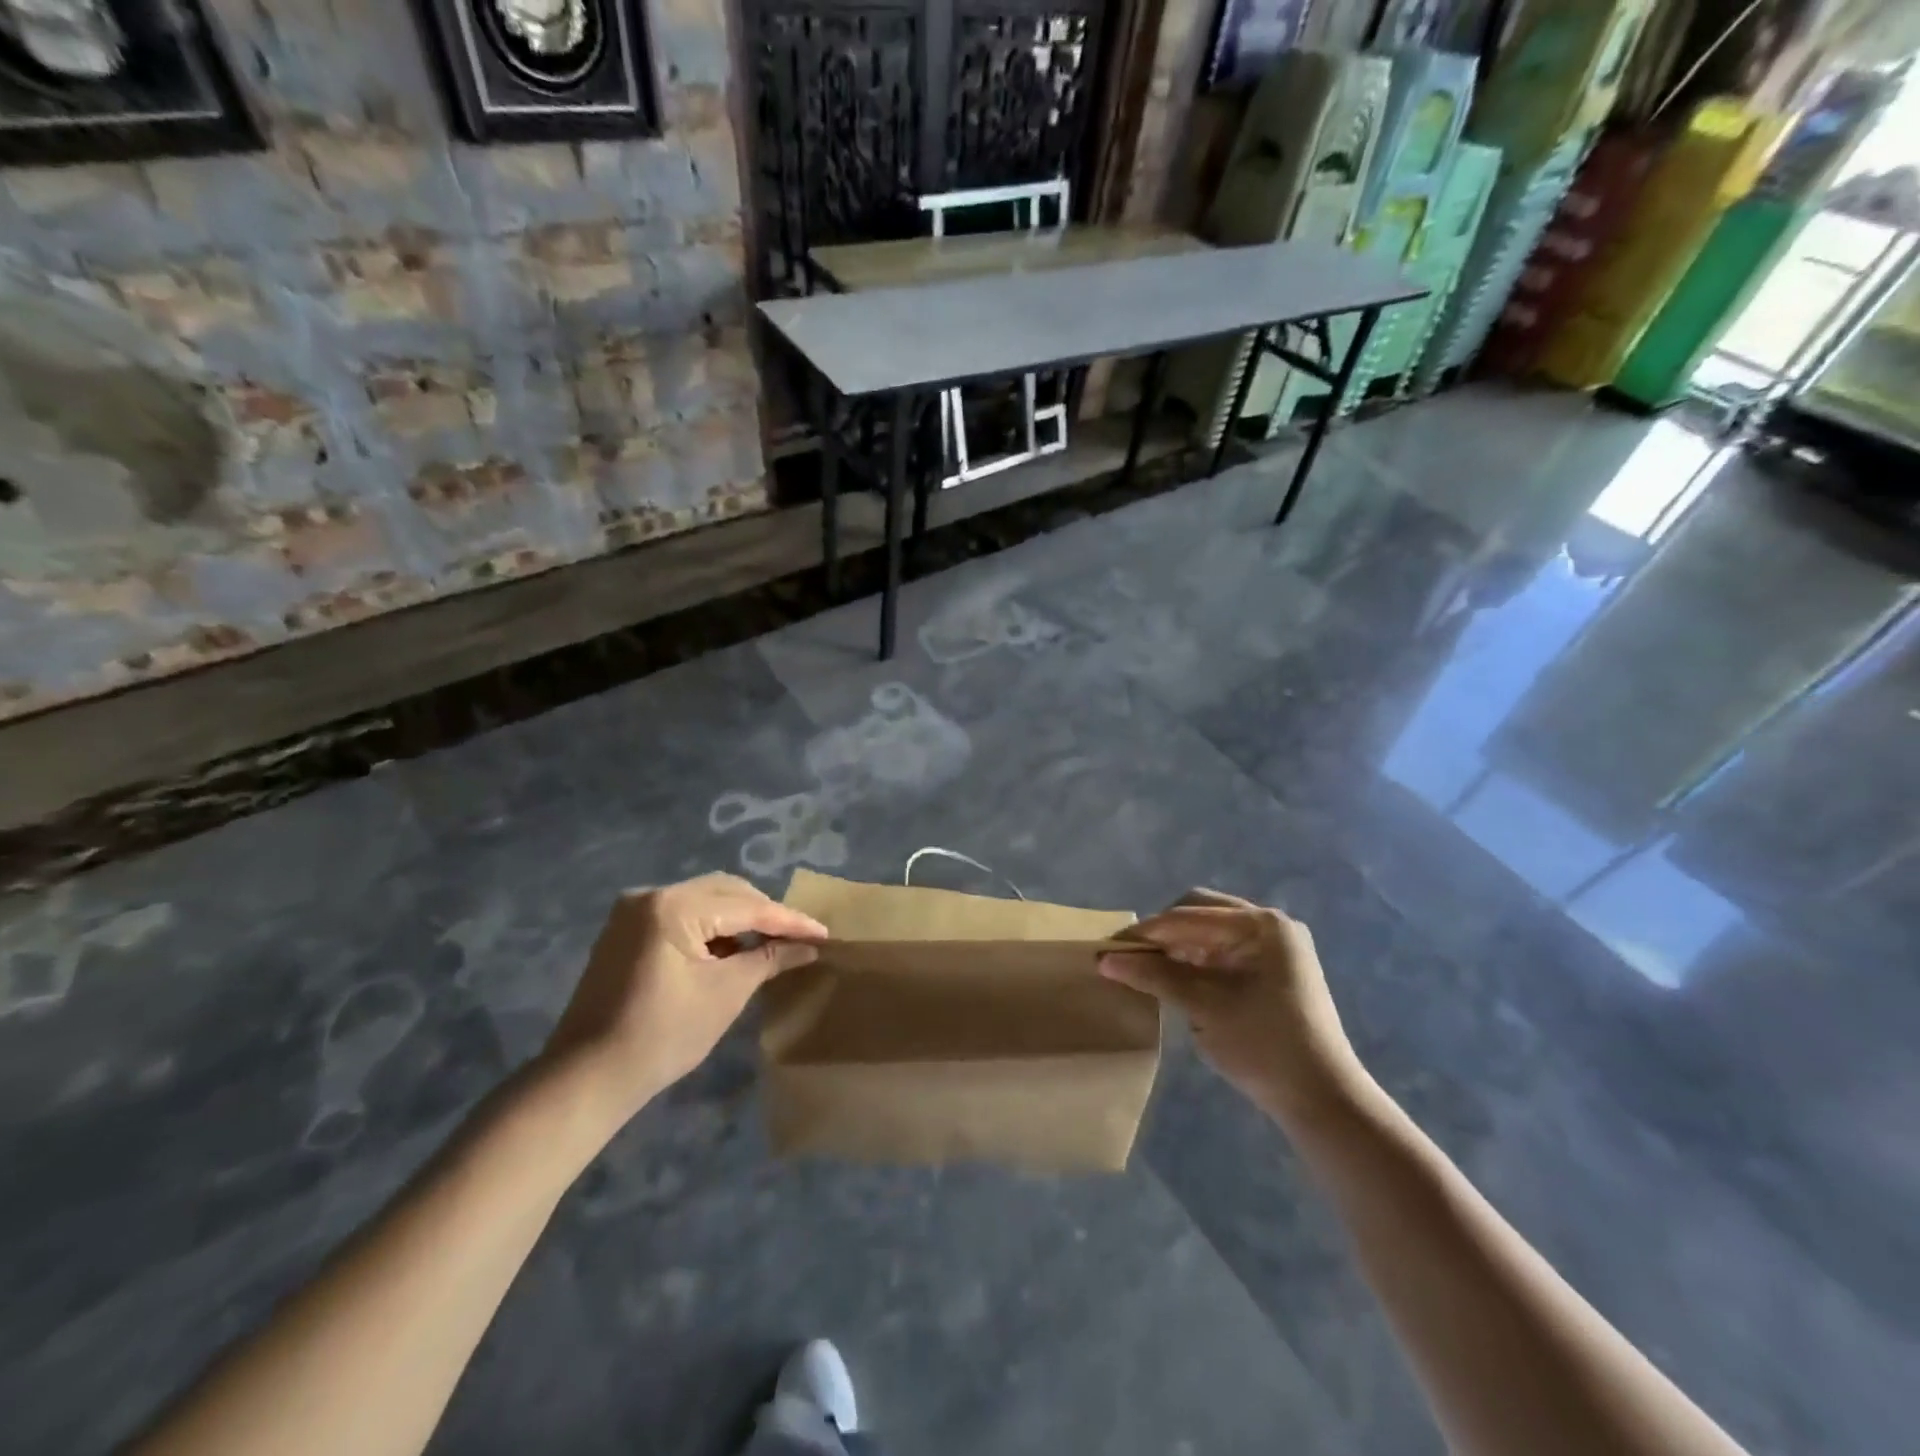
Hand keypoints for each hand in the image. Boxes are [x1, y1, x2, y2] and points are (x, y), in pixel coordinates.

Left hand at [541, 873, 827, 1125]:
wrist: (586, 1078)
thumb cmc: (662, 1036)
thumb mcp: (726, 994)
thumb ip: (769, 960)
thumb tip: (810, 947)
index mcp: (673, 906)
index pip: (746, 906)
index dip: (788, 920)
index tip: (823, 932)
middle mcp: (651, 895)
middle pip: (725, 892)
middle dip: (764, 913)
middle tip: (799, 937)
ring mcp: (633, 911)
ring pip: (704, 900)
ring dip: (738, 919)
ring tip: (770, 944)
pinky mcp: (625, 930)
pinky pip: (681, 915)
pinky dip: (711, 928)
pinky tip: (730, 950)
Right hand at [1100, 889, 1368, 1125]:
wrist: (1323, 1100)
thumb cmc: (1263, 1046)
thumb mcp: (1203, 1007)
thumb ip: (1154, 976)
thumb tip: (1104, 960)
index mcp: (1261, 925)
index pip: (1188, 916)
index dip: (1145, 932)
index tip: (1108, 949)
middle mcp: (1270, 925)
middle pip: (1200, 913)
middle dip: (1163, 933)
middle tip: (1130, 957)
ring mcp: (1275, 947)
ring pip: (1210, 932)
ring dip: (1179, 947)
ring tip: (1147, 969)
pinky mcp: (1273, 970)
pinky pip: (1224, 952)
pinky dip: (1197, 961)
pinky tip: (1177, 980)